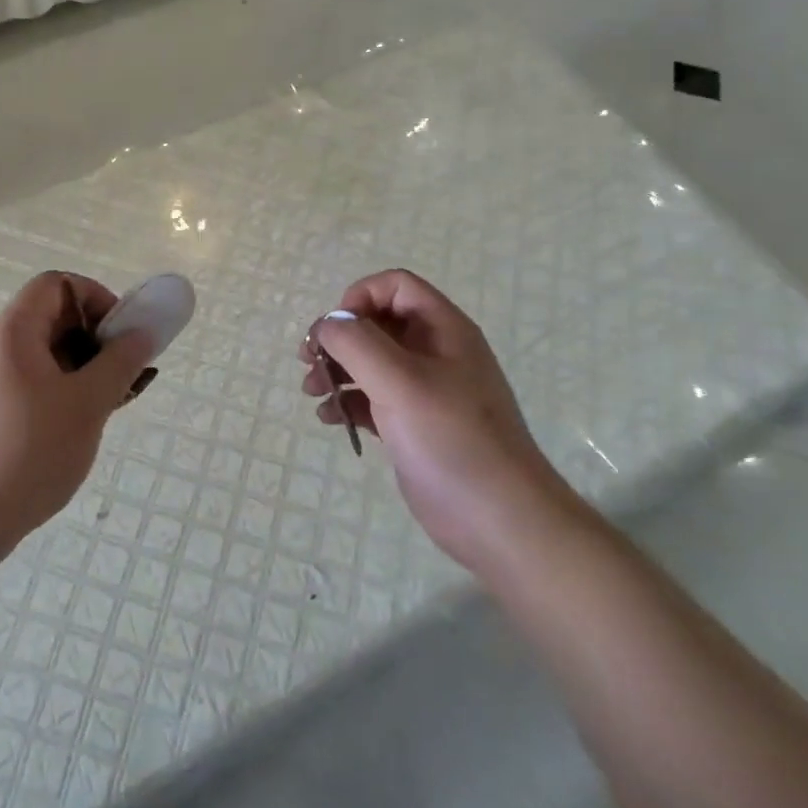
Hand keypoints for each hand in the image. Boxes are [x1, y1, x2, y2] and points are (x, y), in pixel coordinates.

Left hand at [0, 271, 155, 558]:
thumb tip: (141, 332)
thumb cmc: (32, 451)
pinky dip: (57, 383)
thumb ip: (120, 361)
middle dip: (92, 336)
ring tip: (107, 399)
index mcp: (11, 331)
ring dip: (79, 363)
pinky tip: (78, 417)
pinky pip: (25, 375)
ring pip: (40, 349)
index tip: (118, 333)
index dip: (95, 297)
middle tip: (120, 370)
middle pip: (49, 316)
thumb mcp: (88, 404)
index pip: (56, 284)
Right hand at [302, 269, 573, 569]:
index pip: (395, 286)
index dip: (359, 298)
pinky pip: (373, 398)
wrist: (499, 521)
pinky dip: (348, 401)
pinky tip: (331, 419)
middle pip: (377, 323)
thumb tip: (327, 325)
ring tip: (313, 392)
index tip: (335, 331)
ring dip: (337, 370)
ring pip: (371, 361)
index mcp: (442, 329)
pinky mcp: (414, 425)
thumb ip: (356, 341)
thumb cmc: (451, 439)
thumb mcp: (399, 380)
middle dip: (338, 338)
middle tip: (308, 362)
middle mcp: (435, 352)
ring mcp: (425, 390)